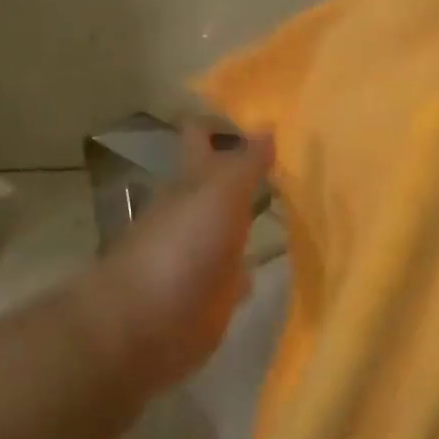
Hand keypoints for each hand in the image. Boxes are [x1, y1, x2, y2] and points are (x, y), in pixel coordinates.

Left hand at [85, 127, 272, 394]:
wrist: (147, 325)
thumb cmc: (181, 249)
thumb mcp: (218, 194)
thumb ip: (245, 164)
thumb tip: (267, 126)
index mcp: (190, 184)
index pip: (202, 141)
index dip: (222, 125)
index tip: (260, 113)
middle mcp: (195, 216)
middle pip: (220, 186)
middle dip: (245, 172)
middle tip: (291, 159)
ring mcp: (203, 258)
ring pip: (231, 228)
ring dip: (250, 220)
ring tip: (291, 206)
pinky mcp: (214, 296)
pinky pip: (238, 274)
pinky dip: (252, 268)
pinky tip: (272, 264)